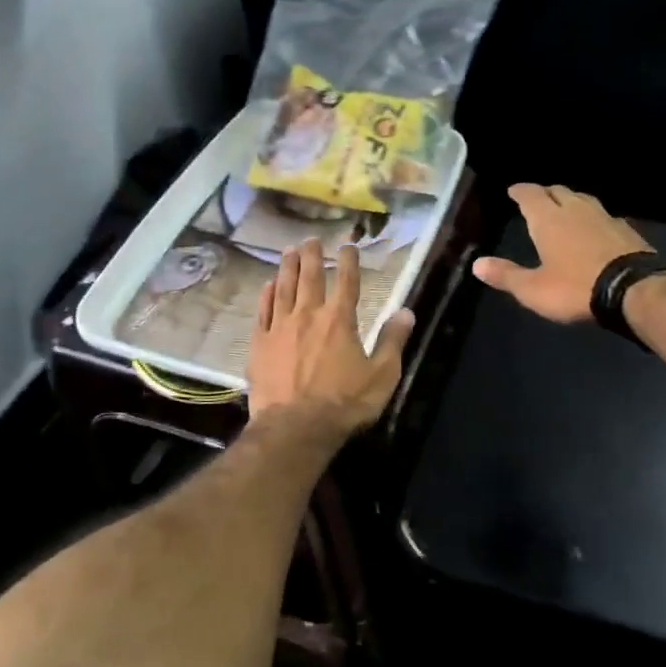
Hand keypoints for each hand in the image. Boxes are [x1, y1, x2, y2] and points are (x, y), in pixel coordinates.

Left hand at [248, 239, 415, 440]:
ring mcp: (280, 328)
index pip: (346, 281)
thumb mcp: (381, 375)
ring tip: (288, 251)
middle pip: (309, 277)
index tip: (348, 245)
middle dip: (312, 255)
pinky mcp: (260, 344)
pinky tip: (268, 286)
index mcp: (340, 320)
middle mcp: (308, 315)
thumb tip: (406, 311)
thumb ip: (393, 341)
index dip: (348, 261)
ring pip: (283, 288)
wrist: (295, 427)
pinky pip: (263, 312)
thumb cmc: (344, 403)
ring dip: (287, 267)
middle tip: (311, 239)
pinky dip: (266, 295)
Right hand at [473, 184, 652, 323]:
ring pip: (583, 199)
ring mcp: (604, 217)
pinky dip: (592, 218)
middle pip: (558, 191)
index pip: (530, 195)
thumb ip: (506, 275)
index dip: (520, 192)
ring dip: (570, 200)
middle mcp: (576, 210)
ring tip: (563, 208)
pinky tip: (594, 228)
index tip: (513, 190)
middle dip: (545, 193)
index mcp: (549, 219)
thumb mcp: (533, 289)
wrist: (634, 290)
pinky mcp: (626, 230)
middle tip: (537, 198)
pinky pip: (603, 215)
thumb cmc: (575, 288)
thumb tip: (476, 264)